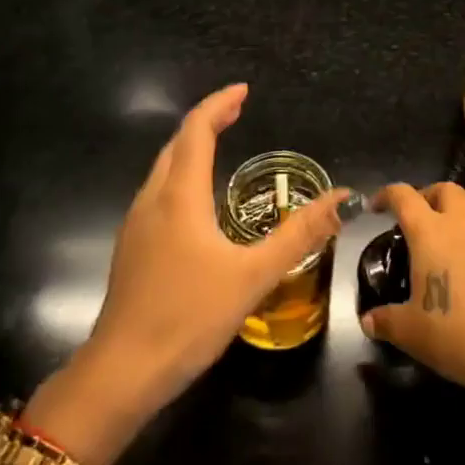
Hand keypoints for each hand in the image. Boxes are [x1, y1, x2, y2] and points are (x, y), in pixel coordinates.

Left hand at [31, 84, 344, 463]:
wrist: (121, 373)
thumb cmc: (188, 317)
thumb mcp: (253, 275)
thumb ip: (299, 235)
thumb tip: (343, 199)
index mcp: (179, 196)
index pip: (196, 131)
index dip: (218, 105)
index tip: (243, 91)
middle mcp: (152, 200)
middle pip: (176, 145)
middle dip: (206, 121)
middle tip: (237, 112)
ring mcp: (135, 225)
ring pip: (163, 169)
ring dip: (190, 148)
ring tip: (219, 145)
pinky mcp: (131, 249)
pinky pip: (158, 193)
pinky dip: (180, 176)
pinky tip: (196, 202)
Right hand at [359, 182, 464, 400]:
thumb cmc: (456, 335)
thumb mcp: (410, 332)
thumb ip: (385, 320)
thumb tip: (368, 321)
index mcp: (431, 232)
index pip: (403, 196)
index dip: (387, 195)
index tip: (378, 206)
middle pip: (445, 189)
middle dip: (429, 197)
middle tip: (421, 220)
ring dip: (461, 217)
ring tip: (454, 244)